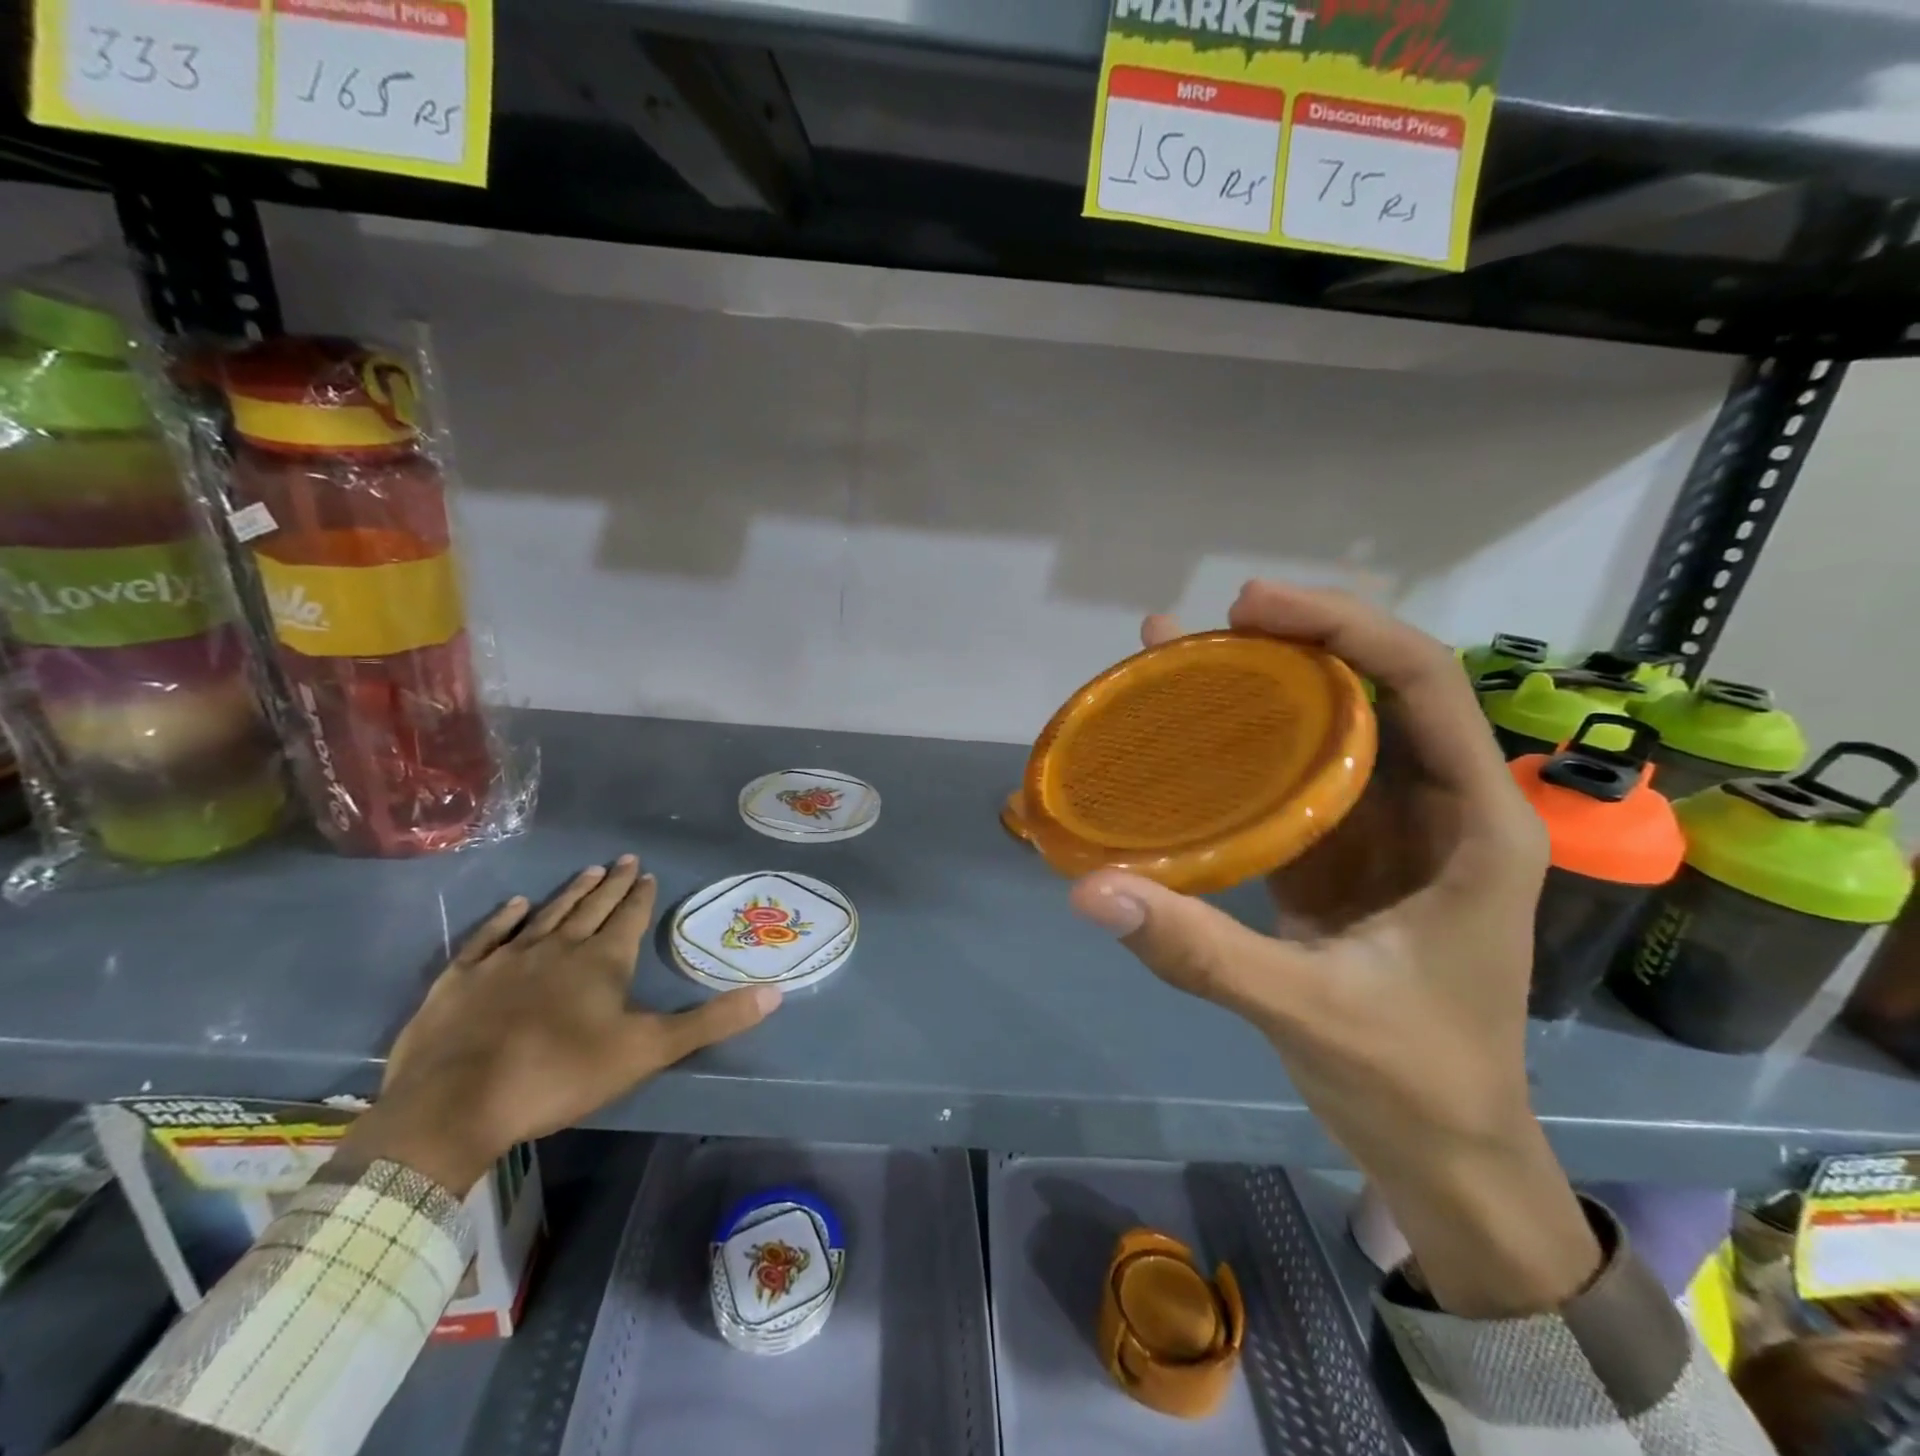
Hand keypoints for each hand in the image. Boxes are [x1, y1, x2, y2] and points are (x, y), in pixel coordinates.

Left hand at [342, 856, 780, 1192]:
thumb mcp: (648, 1051)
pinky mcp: (461, 979)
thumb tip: (775, 993)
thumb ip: (711, 1020)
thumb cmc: (561, 1074)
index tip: (648, 872)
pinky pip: (489, 936)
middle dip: (613, 884)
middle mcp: (557, 947)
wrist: (456, 1104)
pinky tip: (515, 904)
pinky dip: (504, 918)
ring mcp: (506, 959)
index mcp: (602, 961)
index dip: (641, 895)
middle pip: (591, 907)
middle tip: (625, 859)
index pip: (629, 917)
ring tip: (588, 871)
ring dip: (570, 893)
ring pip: (546, 914)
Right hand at [1074, 584, 1598, 1316]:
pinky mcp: (1341, 855)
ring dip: (1257, 688)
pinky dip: (1241, 749)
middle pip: (1371, 689)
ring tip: (1175, 655)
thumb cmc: (1412, 1082)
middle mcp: (1436, 807)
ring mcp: (1386, 831)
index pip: (1423, 683)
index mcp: (1474, 824)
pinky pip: (1294, 779)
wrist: (1441, 1152)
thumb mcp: (1307, 1011)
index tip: (1252, 608)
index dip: (1343, 627)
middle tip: (1201, 627)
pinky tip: (1184, 736)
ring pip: (1327, 729)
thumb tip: (1090, 889)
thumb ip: (1200, 949)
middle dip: (1290, 643)